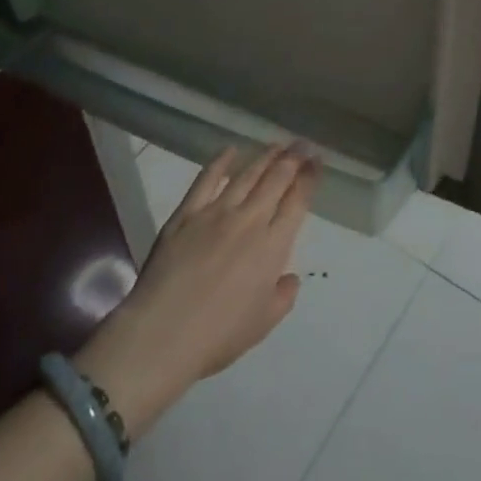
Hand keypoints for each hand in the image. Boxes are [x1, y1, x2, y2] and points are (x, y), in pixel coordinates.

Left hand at [73, 143, 319, 437]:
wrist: (162, 334)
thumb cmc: (218, 335)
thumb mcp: (263, 323)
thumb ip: (283, 296)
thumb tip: (289, 276)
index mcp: (273, 246)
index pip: (298, 201)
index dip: (310, 178)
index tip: (318, 161)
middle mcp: (250, 220)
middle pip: (276, 179)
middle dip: (294, 158)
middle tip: (303, 144)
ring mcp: (216, 212)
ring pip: (247, 174)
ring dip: (266, 156)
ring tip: (278, 144)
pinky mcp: (186, 213)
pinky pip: (207, 179)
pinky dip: (221, 162)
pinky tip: (231, 151)